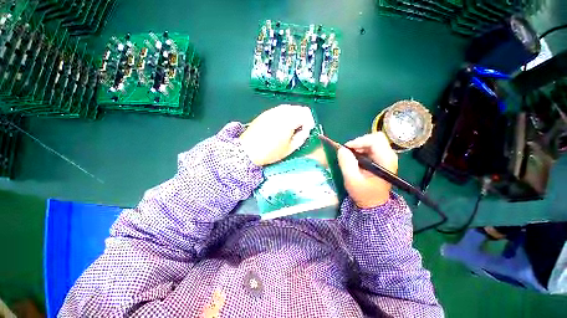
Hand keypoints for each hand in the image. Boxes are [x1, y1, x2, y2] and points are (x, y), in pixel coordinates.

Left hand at [239, 105, 313, 165]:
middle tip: (300, 130)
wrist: (247, 150)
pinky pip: (279, 110)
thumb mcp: (289, 148)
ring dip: (294, 116)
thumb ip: (301, 137)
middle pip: (298, 108)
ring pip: (289, 108)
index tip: (306, 132)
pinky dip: (284, 116)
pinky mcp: (265, 113)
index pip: (306, 113)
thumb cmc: (270, 152)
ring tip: (290, 129)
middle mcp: (281, 111)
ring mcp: (272, 111)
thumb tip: (305, 131)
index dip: (309, 122)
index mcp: (289, 119)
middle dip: (303, 118)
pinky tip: (280, 126)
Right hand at [337, 133, 397, 208]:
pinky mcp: (380, 159)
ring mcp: (385, 157)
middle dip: (358, 143)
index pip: (375, 140)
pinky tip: (355, 160)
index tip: (347, 149)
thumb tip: (341, 149)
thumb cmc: (364, 194)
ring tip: (350, 157)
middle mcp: (388, 156)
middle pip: (374, 138)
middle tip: (348, 153)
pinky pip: (369, 148)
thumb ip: (347, 164)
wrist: (373, 204)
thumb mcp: (352, 180)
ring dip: (358, 147)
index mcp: (386, 160)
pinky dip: (360, 150)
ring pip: (371, 142)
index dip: (359, 141)